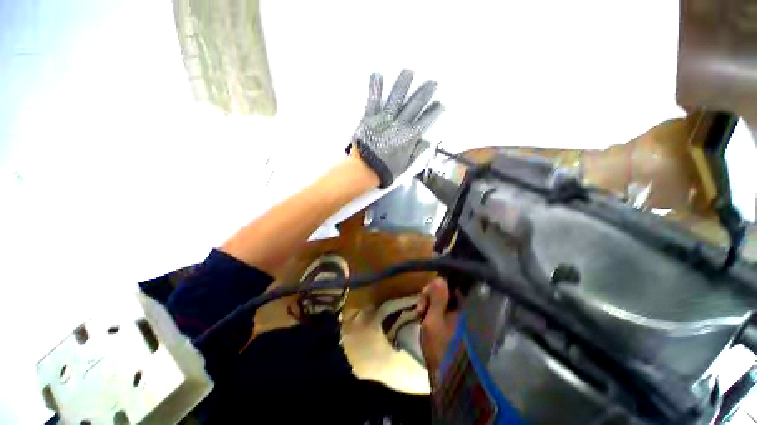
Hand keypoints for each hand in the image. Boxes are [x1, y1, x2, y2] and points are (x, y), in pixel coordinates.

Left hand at [352, 70, 443, 187]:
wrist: (366, 170)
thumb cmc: (386, 170)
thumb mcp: (406, 165)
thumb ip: (417, 153)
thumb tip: (428, 142)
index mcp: (409, 137)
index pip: (426, 121)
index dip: (434, 112)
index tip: (440, 104)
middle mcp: (400, 125)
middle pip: (415, 106)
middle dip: (424, 93)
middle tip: (432, 82)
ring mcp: (385, 119)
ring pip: (396, 98)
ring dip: (403, 84)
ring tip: (409, 72)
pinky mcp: (370, 118)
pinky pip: (374, 100)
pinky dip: (375, 88)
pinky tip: (377, 75)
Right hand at [415, 277, 459, 385]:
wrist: (446, 375)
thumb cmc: (440, 347)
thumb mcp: (434, 320)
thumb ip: (437, 298)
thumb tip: (439, 277)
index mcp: (461, 306)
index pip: (448, 285)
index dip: (434, 287)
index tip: (424, 296)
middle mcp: (462, 308)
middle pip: (443, 292)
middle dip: (429, 297)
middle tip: (420, 310)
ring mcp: (458, 316)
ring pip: (440, 300)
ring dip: (428, 304)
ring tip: (420, 316)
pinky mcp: (453, 323)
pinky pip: (441, 309)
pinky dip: (431, 311)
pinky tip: (424, 319)